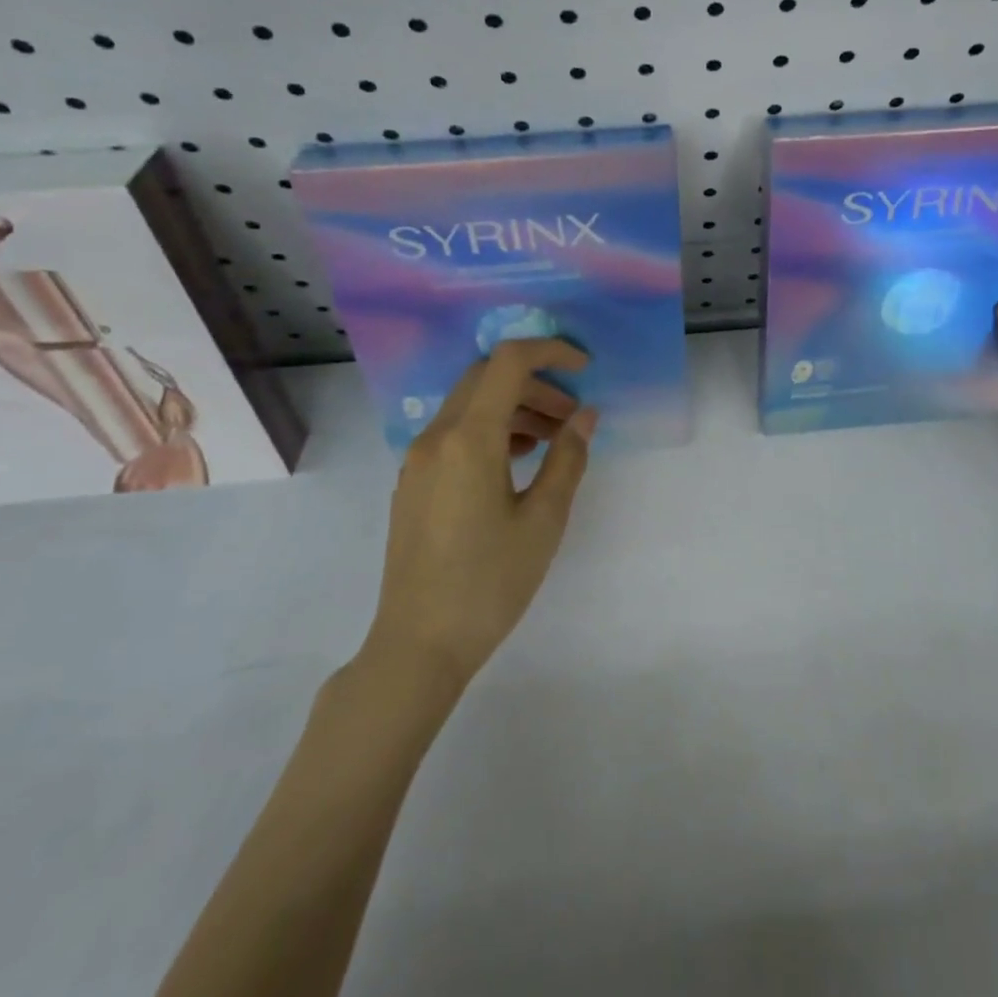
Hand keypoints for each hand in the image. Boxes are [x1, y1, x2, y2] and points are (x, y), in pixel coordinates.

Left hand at [361, 339, 598, 690]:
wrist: (419, 644)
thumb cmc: (490, 583)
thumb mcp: (544, 520)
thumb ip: (567, 458)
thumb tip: (584, 415)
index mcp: (468, 439)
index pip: (507, 362)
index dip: (550, 352)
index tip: (584, 368)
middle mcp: (435, 437)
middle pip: (486, 378)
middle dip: (535, 383)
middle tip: (573, 414)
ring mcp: (417, 460)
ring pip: (469, 405)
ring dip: (514, 407)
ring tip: (552, 440)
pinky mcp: (413, 482)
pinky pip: (454, 434)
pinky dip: (491, 430)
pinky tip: (517, 461)